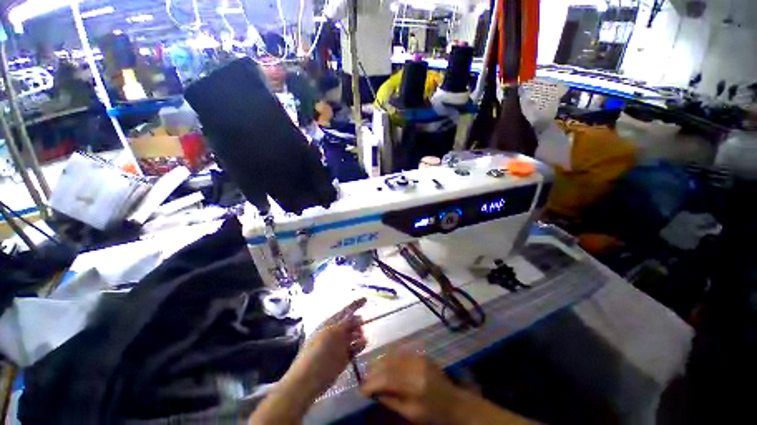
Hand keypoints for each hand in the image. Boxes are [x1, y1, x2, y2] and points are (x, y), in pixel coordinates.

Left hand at [280, 298, 367, 400]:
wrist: (308, 379)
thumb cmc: (319, 352)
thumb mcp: (333, 333)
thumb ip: (345, 324)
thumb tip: (355, 316)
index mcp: (330, 324)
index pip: (345, 311)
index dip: (355, 305)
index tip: (366, 299)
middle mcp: (335, 333)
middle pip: (350, 323)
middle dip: (357, 321)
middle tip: (362, 323)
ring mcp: (339, 346)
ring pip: (353, 335)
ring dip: (359, 333)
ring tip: (362, 336)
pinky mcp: (343, 359)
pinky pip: (354, 349)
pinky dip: (360, 345)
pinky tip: (363, 344)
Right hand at [361, 354, 533, 424]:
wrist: (455, 403)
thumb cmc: (434, 414)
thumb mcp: (411, 414)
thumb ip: (392, 400)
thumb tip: (374, 392)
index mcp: (414, 384)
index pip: (387, 379)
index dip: (372, 383)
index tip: (361, 389)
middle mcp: (415, 365)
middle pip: (388, 363)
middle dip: (374, 371)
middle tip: (366, 381)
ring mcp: (419, 357)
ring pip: (393, 355)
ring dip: (380, 363)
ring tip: (373, 373)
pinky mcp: (421, 355)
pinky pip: (401, 352)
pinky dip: (390, 358)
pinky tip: (385, 365)